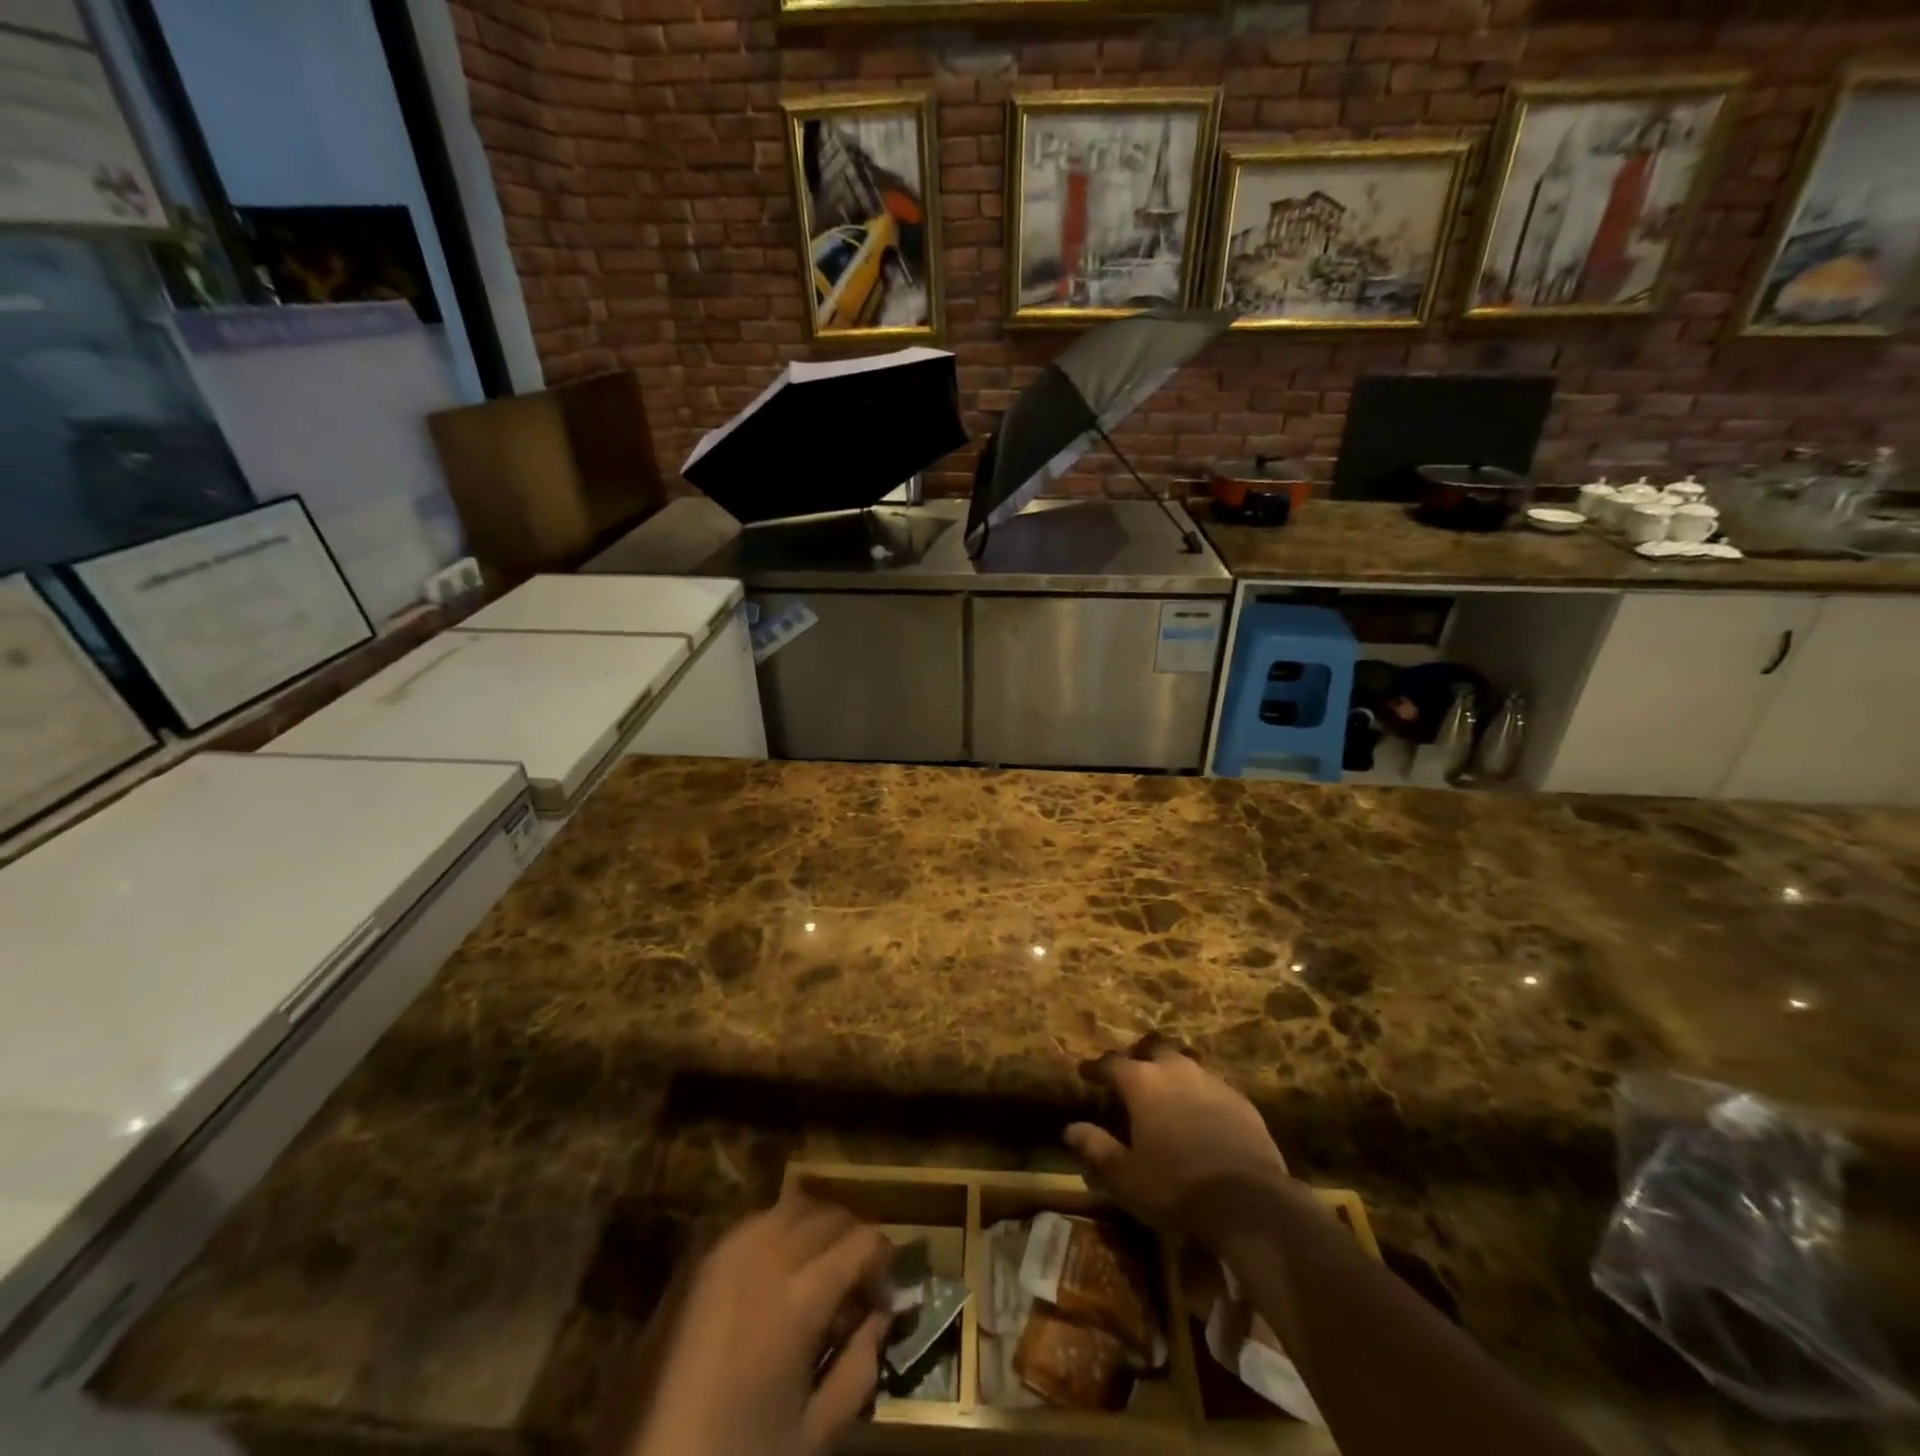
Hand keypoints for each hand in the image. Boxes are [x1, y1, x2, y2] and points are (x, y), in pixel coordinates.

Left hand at [631, 1187, 891, 1455]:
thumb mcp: (813, 1435)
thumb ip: (859, 1367)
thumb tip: (881, 1316)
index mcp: (800, 1297)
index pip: (863, 1241)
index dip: (884, 1262)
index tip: (884, 1296)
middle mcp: (766, 1254)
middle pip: (829, 1214)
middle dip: (853, 1239)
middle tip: (857, 1283)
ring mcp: (726, 1250)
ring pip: (791, 1206)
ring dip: (815, 1228)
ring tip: (819, 1270)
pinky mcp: (697, 1260)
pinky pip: (754, 1222)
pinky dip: (778, 1232)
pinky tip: (776, 1273)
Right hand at [1065, 1034, 1288, 1239]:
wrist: (1250, 1202)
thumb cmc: (1177, 1187)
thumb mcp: (1126, 1176)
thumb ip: (1096, 1148)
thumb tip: (1070, 1128)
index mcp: (1142, 1082)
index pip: (1111, 1064)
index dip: (1096, 1069)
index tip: (1086, 1074)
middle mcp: (1175, 1070)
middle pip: (1152, 1053)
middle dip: (1140, 1062)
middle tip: (1132, 1080)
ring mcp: (1211, 1081)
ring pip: (1185, 1066)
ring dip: (1172, 1076)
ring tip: (1167, 1095)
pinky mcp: (1241, 1100)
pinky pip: (1212, 1087)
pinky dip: (1200, 1095)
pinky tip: (1201, 1117)